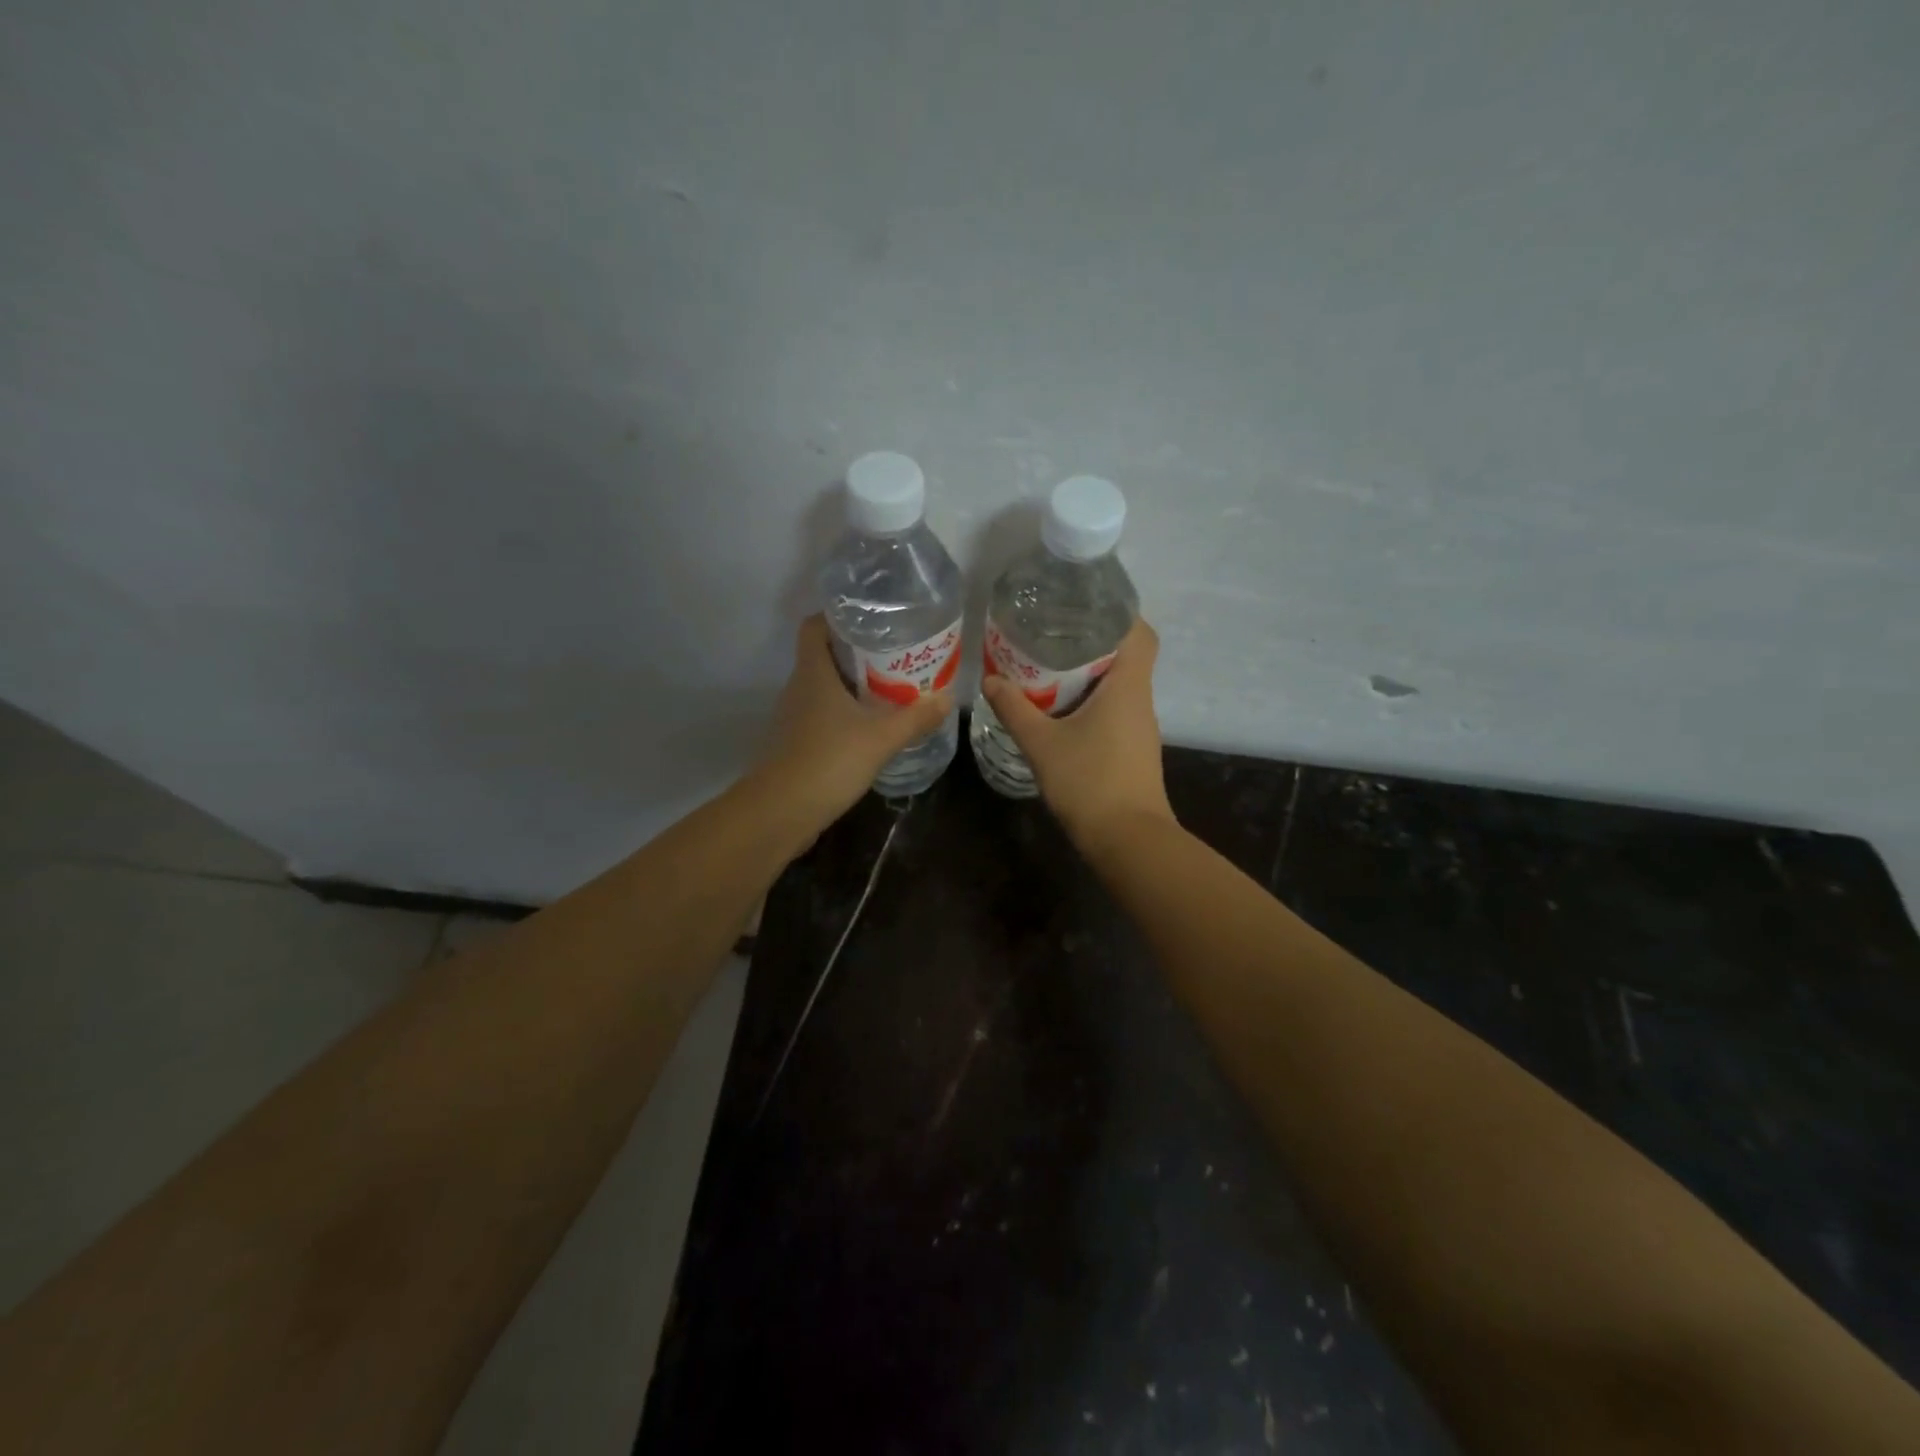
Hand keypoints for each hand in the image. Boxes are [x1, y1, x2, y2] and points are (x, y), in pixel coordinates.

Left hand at [754, 615, 954, 829]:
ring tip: (891, 688)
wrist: (781, 811)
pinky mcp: (797, 743)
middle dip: (857, 652)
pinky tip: (871, 727)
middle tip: (896, 654)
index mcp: (813, 673)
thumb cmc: (829, 761)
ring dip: (852, 685)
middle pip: (824, 656)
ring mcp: (794, 717)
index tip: (870, 619)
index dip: (837, 617)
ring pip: (824, 688)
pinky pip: (823, 716)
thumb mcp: (881, 738)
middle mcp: (799, 688)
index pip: (814, 626)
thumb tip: (947, 699)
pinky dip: (845, 714)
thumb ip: (915, 718)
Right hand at [980, 618, 1174, 847]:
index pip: (1139, 632)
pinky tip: (1061, 708)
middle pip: (1126, 655)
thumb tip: (991, 679)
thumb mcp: (1042, 743)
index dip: (1118, 613)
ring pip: (1119, 684)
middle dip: (1092, 640)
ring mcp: (1140, 727)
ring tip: (1049, 664)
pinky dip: (1091, 699)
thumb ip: (1014, 709)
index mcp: (1127, 686)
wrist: (1128, 840)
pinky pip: (1114, 709)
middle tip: (1051, 632)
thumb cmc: (1089, 782)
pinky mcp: (1133, 748)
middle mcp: (1140, 700)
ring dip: (1090, 672)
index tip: (1083, 605)